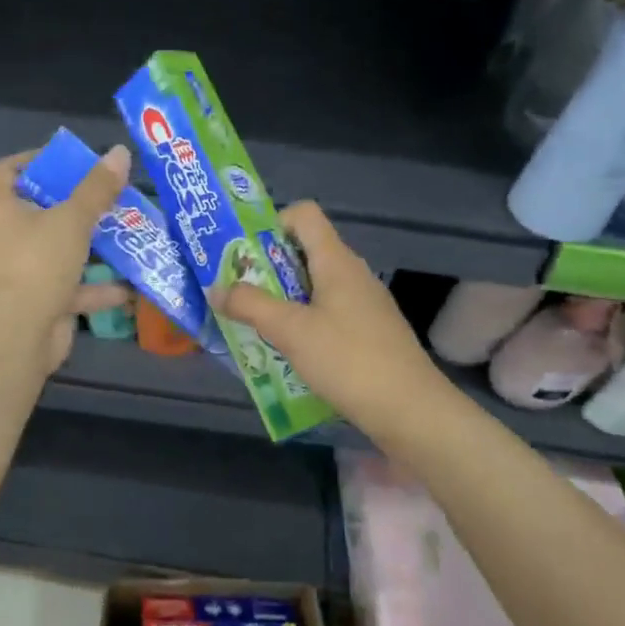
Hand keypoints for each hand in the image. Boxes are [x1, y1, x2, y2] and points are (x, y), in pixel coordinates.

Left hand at [0, 144, 132, 372]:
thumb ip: (98, 188)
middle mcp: (5, 236)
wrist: (20, 333)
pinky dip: (97, 288)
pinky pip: (71, 287)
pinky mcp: (38, 300)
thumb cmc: (39, 262)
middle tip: (109, 194)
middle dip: (76, 204)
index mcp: (0, 208)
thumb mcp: (73, 219)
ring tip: (127, 234)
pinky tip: (130, 286)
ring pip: (59, 250)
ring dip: (91, 246)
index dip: (38, 159)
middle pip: (40, 210)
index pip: (10, 170)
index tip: (72, 159)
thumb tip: (120, 152)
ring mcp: (21, 270)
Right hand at [211, 202, 443, 442]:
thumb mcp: (290, 330)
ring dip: (281, 299)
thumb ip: (249, 305)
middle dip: (266, 268)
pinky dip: (303, 323)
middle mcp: (352, 274)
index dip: (272, 223)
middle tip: (237, 293)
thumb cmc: (348, 360)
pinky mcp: (369, 332)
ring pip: (314, 286)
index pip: (304, 215)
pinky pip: (327, 313)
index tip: (245, 254)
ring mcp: (364, 304)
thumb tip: (215, 288)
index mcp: (336, 261)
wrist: (410, 410)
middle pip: (304, 251)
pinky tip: (288, 351)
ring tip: (254, 325)